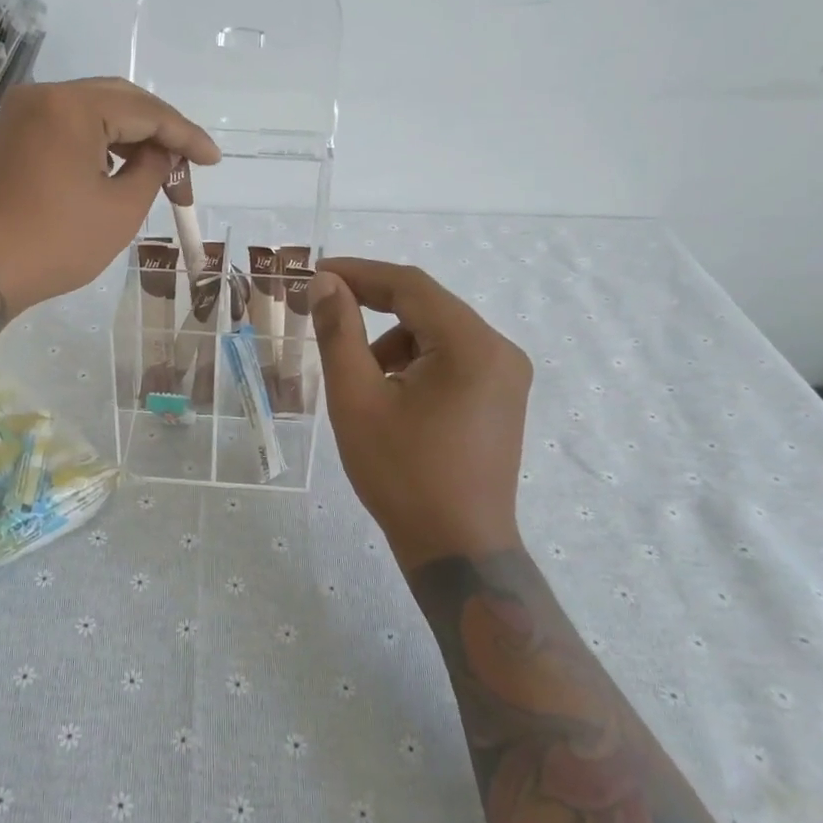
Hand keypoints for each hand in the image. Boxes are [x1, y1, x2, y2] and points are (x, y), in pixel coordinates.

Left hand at [0, 78, 219, 313]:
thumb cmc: (53, 243)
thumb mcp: (120, 210)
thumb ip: (152, 169)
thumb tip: (161, 152)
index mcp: (73, 106)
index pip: (146, 111)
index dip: (186, 136)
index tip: (213, 161)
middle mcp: (43, 96)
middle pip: (119, 100)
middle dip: (159, 131)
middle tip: (187, 165)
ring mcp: (20, 115)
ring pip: (91, 111)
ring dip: (128, 136)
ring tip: (158, 171)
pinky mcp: (8, 137)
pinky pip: (65, 126)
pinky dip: (97, 143)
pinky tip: (117, 168)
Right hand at [310, 259, 533, 568]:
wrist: (457, 549)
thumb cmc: (402, 474)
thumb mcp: (357, 399)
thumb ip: (339, 332)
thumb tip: (326, 283)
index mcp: (472, 345)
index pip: (410, 286)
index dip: (359, 273)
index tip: (316, 273)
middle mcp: (500, 350)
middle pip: (427, 306)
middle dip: (373, 306)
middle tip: (324, 313)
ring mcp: (507, 375)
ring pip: (438, 333)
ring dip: (393, 340)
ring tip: (360, 379)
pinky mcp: (502, 397)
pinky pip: (452, 358)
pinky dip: (416, 362)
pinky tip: (391, 396)